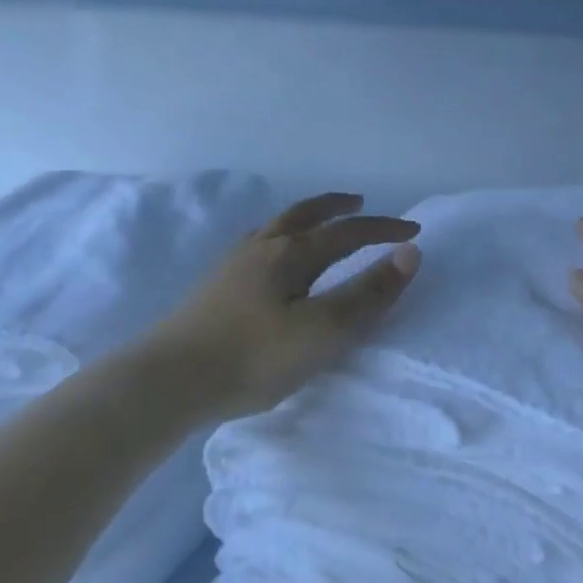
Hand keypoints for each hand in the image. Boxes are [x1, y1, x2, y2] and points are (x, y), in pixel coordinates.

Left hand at [139, 193, 420, 421]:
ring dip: (304, 219)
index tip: (413, 232)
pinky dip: (277, 239)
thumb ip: (367, 293)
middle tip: (359, 203)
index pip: (348, 232)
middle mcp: (262, 247)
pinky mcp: (215, 286)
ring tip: (316, 224)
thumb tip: (409, 253)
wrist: (170, 379)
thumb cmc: (254, 358)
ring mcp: (233, 265)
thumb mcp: (324, 331)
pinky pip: (256, 246)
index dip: (383, 230)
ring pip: (276, 227)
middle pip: (305, 215)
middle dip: (337, 208)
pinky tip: (269, 261)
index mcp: (292, 254)